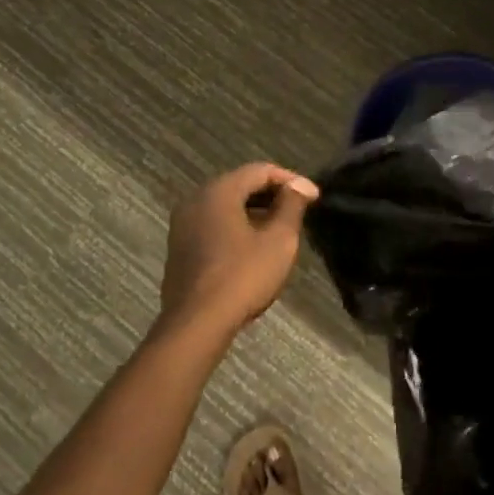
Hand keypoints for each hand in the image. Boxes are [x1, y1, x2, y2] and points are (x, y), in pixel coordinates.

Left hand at [156, 164, 318, 342]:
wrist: (196, 324)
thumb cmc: (243, 276)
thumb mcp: (279, 240)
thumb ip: (291, 206)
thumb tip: (299, 185)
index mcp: (218, 191)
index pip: (260, 170)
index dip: (290, 180)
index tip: (314, 197)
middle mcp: (195, 200)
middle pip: (240, 185)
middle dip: (272, 194)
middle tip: (300, 209)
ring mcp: (182, 225)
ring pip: (225, 206)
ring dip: (254, 211)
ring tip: (281, 228)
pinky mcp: (180, 248)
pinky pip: (213, 225)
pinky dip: (236, 226)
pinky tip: (254, 246)